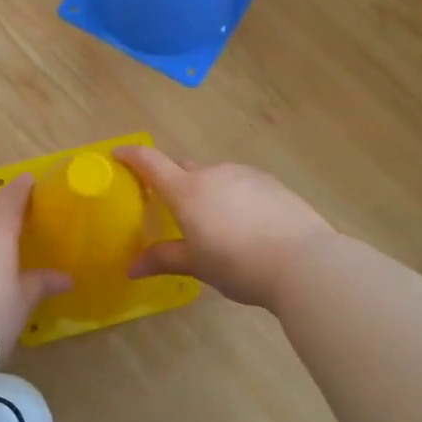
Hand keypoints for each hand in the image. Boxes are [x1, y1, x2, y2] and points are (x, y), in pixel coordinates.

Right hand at [114, 146, 335, 309]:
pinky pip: (242, 184)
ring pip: (216, 177)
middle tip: (170, 207)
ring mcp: (246, 174)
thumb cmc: (239, 263)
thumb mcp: (197, 265)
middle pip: (184, 169)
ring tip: (215, 224)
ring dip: (208, 192)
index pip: (151, 162)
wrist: (304, 261)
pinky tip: (246, 225)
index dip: (131, 155)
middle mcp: (214, 173)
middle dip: (173, 182)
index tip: (118, 154)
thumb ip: (163, 259)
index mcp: (187, 190)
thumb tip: (131, 268)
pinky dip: (235, 197)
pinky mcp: (272, 183)